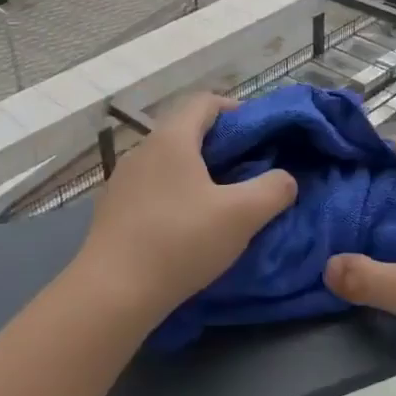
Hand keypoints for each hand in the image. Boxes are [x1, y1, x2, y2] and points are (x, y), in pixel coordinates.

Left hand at [71, 92, 296, 325]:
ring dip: (197, 170)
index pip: (206, 101)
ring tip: (220, 199)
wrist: (111, 294)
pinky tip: (186, 224)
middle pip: (187, 129)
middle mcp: (143, 149)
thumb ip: (274, 190)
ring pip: (168, 160)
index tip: (259, 135)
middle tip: (248, 169)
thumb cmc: (180, 242)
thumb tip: (285, 179)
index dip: (236, 109)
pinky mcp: (113, 208)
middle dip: (220, 144)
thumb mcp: (242, 215)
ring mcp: (123, 179)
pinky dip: (175, 192)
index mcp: (172, 138)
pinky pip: (152, 185)